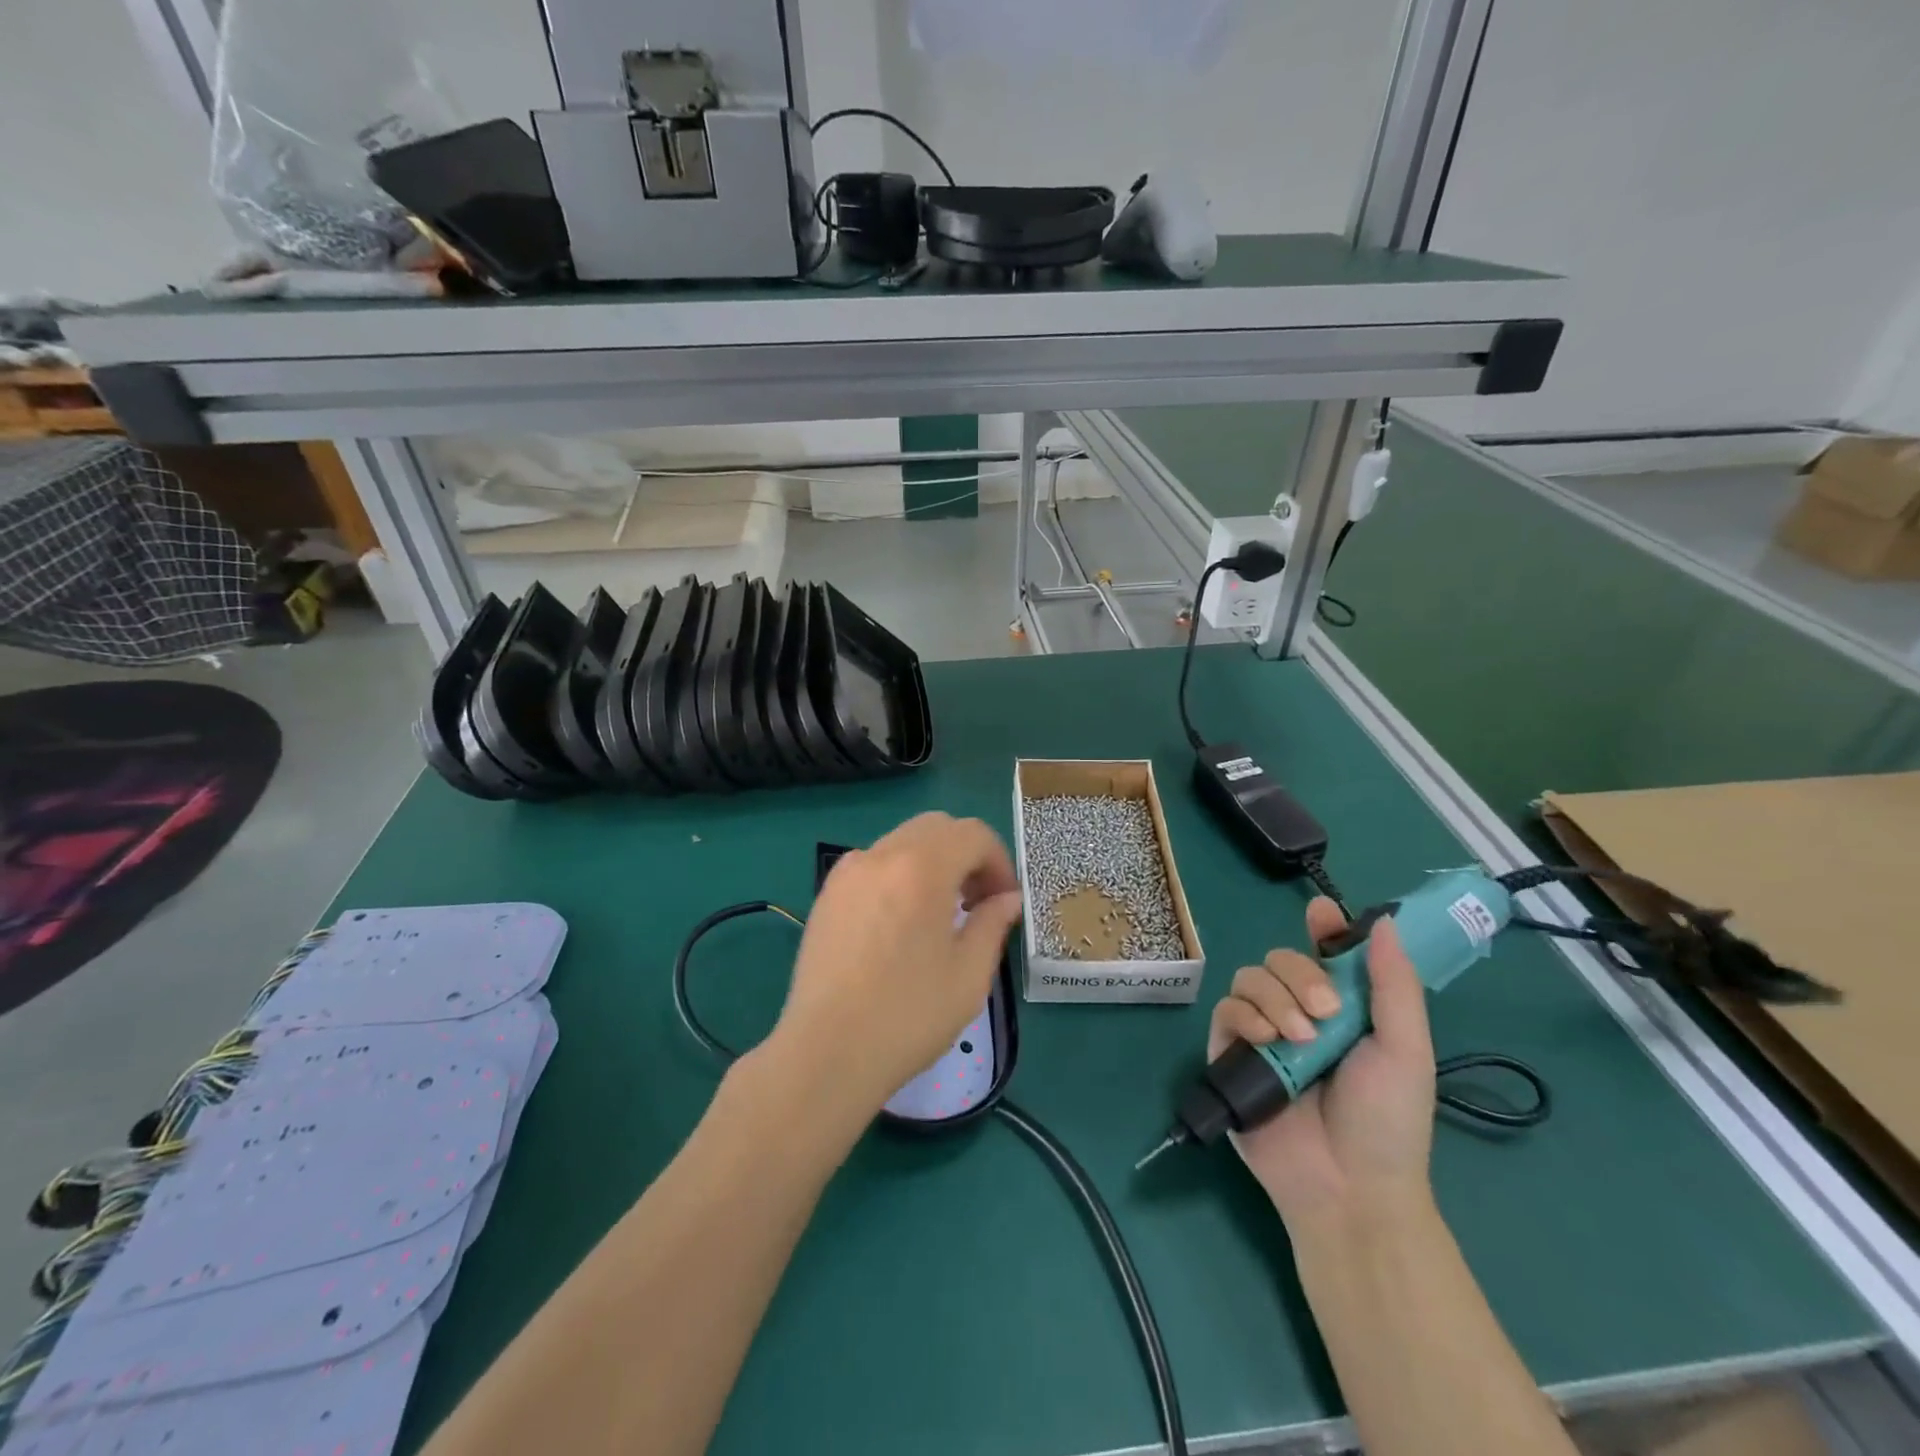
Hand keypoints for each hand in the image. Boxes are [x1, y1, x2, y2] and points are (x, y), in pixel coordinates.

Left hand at [770, 813, 1023, 1118]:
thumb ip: (993, 923)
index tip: (1004, 901)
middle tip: (978, 901)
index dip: (999, 862)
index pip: (973, 834)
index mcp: (922, 867)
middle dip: (966, 854)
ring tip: (941, 913)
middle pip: (937, 827)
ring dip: (933, 861)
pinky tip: (902, 922)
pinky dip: (900, 874)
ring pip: (903, 841)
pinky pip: (874, 863)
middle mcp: (881, 855)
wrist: (827, 1053)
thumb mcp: (969, 974)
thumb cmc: (908, 1015)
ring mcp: (848, 872)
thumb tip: (1007, 899)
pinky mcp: (827, 894)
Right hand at [1207, 897, 1435, 1226]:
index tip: (1321, 913)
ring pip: (1250, 978)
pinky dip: (1246, 1015)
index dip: (1322, 928)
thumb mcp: (1406, 1049)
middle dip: (1301, 975)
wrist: (1349, 1185)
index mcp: (1343, 1008)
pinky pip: (1226, 1009)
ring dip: (1276, 997)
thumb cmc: (1388, 1120)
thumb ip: (1394, 984)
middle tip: (1328, 1012)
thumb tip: (1383, 921)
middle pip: (1280, 958)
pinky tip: (1268, 1040)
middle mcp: (1299, 1012)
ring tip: (1300, 1039)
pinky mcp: (1230, 1051)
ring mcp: (1262, 1032)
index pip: (1324, 953)